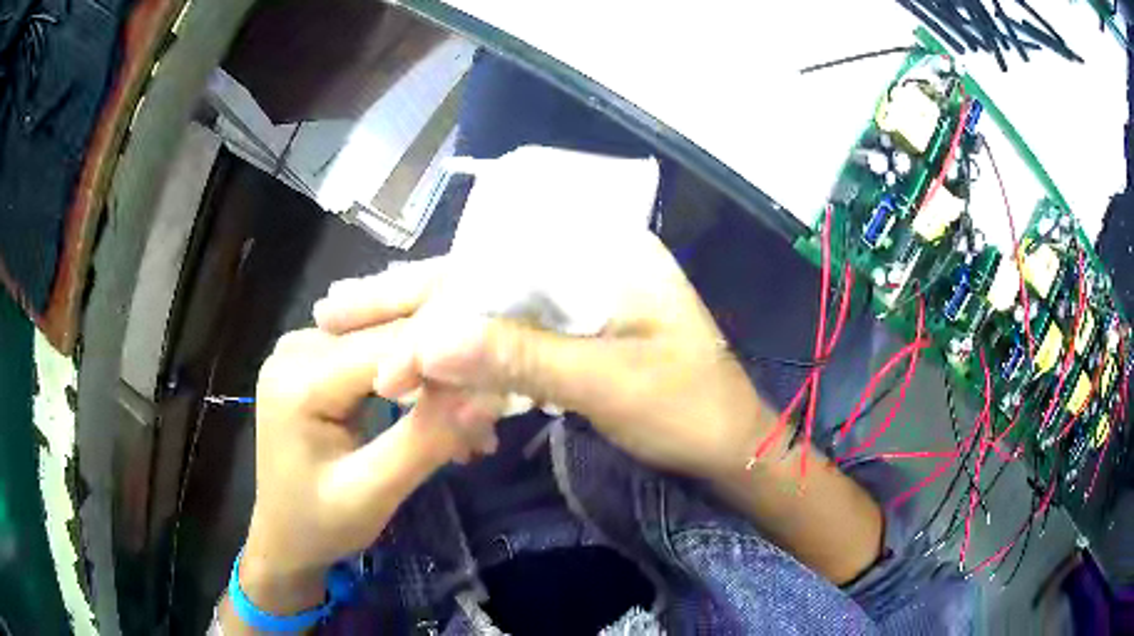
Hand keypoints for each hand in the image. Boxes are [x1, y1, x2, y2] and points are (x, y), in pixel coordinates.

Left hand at [237, 326, 499, 615]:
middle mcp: (297, 346)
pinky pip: (372, 356)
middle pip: (387, 339)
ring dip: (429, 380)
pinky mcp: (314, 359)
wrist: (283, 536)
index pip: (388, 346)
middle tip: (486, 422)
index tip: (495, 398)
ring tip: (468, 425)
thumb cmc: (320, 524)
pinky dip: (408, 383)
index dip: (446, 363)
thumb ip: (423, 441)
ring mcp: (303, 348)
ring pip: (385, 344)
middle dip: (441, 377)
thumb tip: (484, 396)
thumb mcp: (372, 493)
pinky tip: (433, 410)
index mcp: (300, 377)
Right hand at [314, 233, 770, 480]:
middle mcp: (582, 259)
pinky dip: (459, 346)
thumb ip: (521, 357)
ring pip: (483, 300)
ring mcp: (573, 293)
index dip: (428, 299)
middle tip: (335, 309)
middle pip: (480, 271)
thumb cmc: (691, 410)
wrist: (731, 447)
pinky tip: (419, 352)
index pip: (493, 260)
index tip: (374, 341)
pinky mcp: (569, 328)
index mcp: (604, 251)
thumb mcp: (611, 383)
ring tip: (356, 323)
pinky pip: (502, 329)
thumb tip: (425, 342)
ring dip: (423, 320)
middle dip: (407, 297)